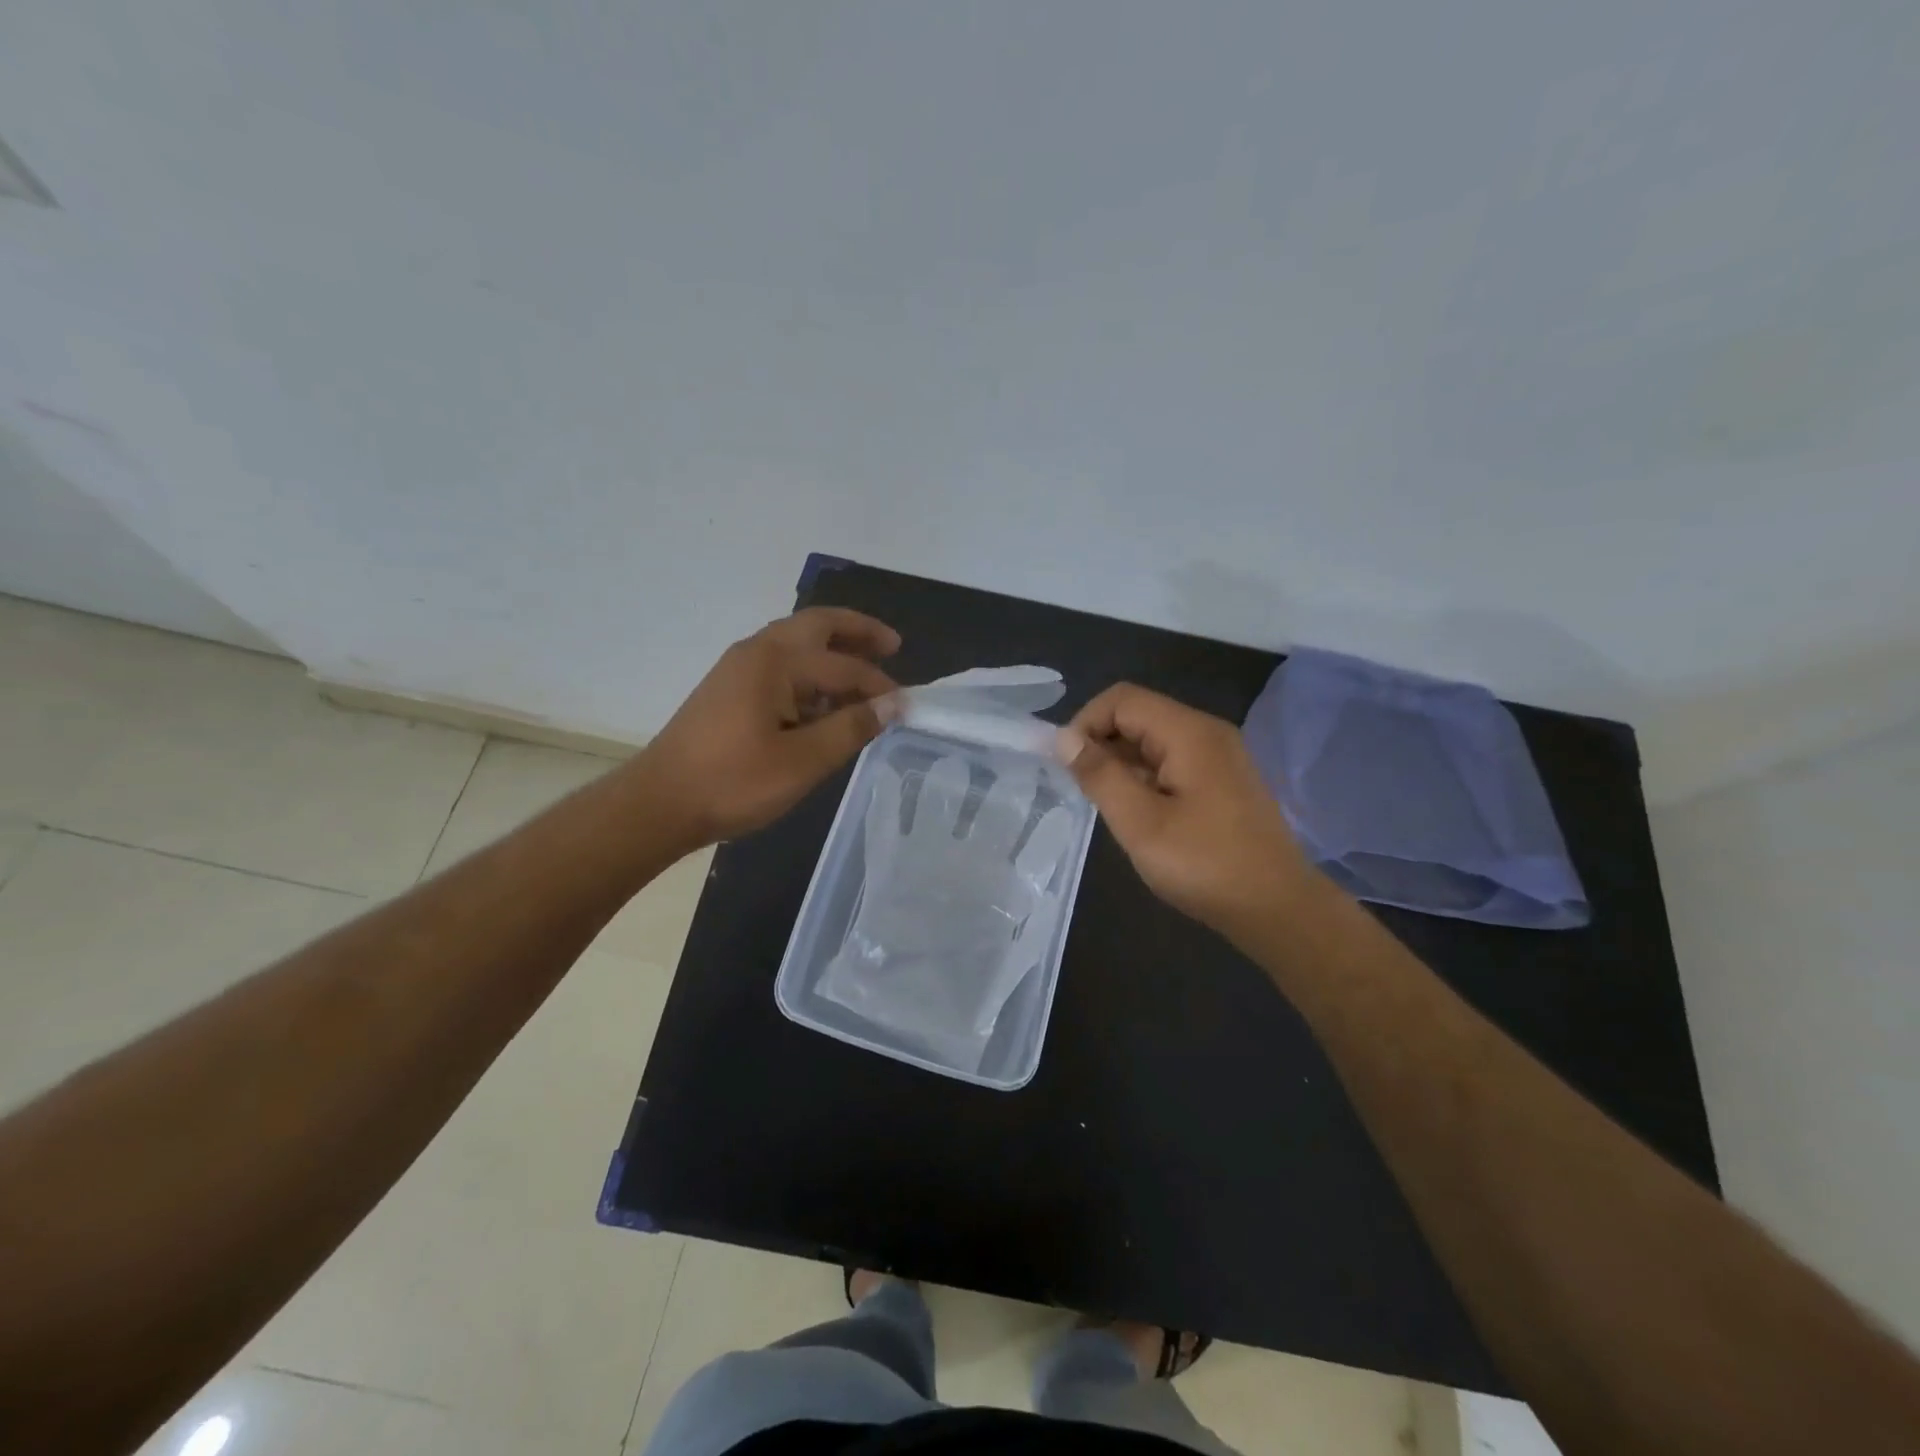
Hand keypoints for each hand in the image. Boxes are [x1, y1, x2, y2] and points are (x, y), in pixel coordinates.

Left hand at [637, 607, 900, 847]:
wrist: (659, 803)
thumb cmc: (734, 782)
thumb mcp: (803, 761)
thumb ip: (851, 727)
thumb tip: (894, 703)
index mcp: (776, 662)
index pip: (844, 666)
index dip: (880, 686)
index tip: (909, 706)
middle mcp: (757, 651)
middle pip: (817, 625)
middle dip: (857, 632)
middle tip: (892, 646)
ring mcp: (739, 668)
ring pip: (797, 642)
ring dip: (833, 650)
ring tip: (865, 673)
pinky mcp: (729, 689)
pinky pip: (781, 664)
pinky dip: (810, 671)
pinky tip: (823, 701)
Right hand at [1056, 683, 1313, 938]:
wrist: (1278, 909)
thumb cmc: (1205, 865)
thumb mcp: (1140, 824)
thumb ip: (1100, 775)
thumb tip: (1064, 739)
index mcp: (1189, 732)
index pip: (1122, 699)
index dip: (1085, 723)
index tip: (1066, 765)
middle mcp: (1207, 733)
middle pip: (1139, 715)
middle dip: (1102, 743)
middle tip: (1084, 790)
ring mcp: (1220, 756)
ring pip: (1155, 740)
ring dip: (1122, 763)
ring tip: (1108, 806)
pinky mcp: (1224, 781)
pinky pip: (1173, 761)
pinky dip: (1146, 776)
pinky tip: (1139, 813)